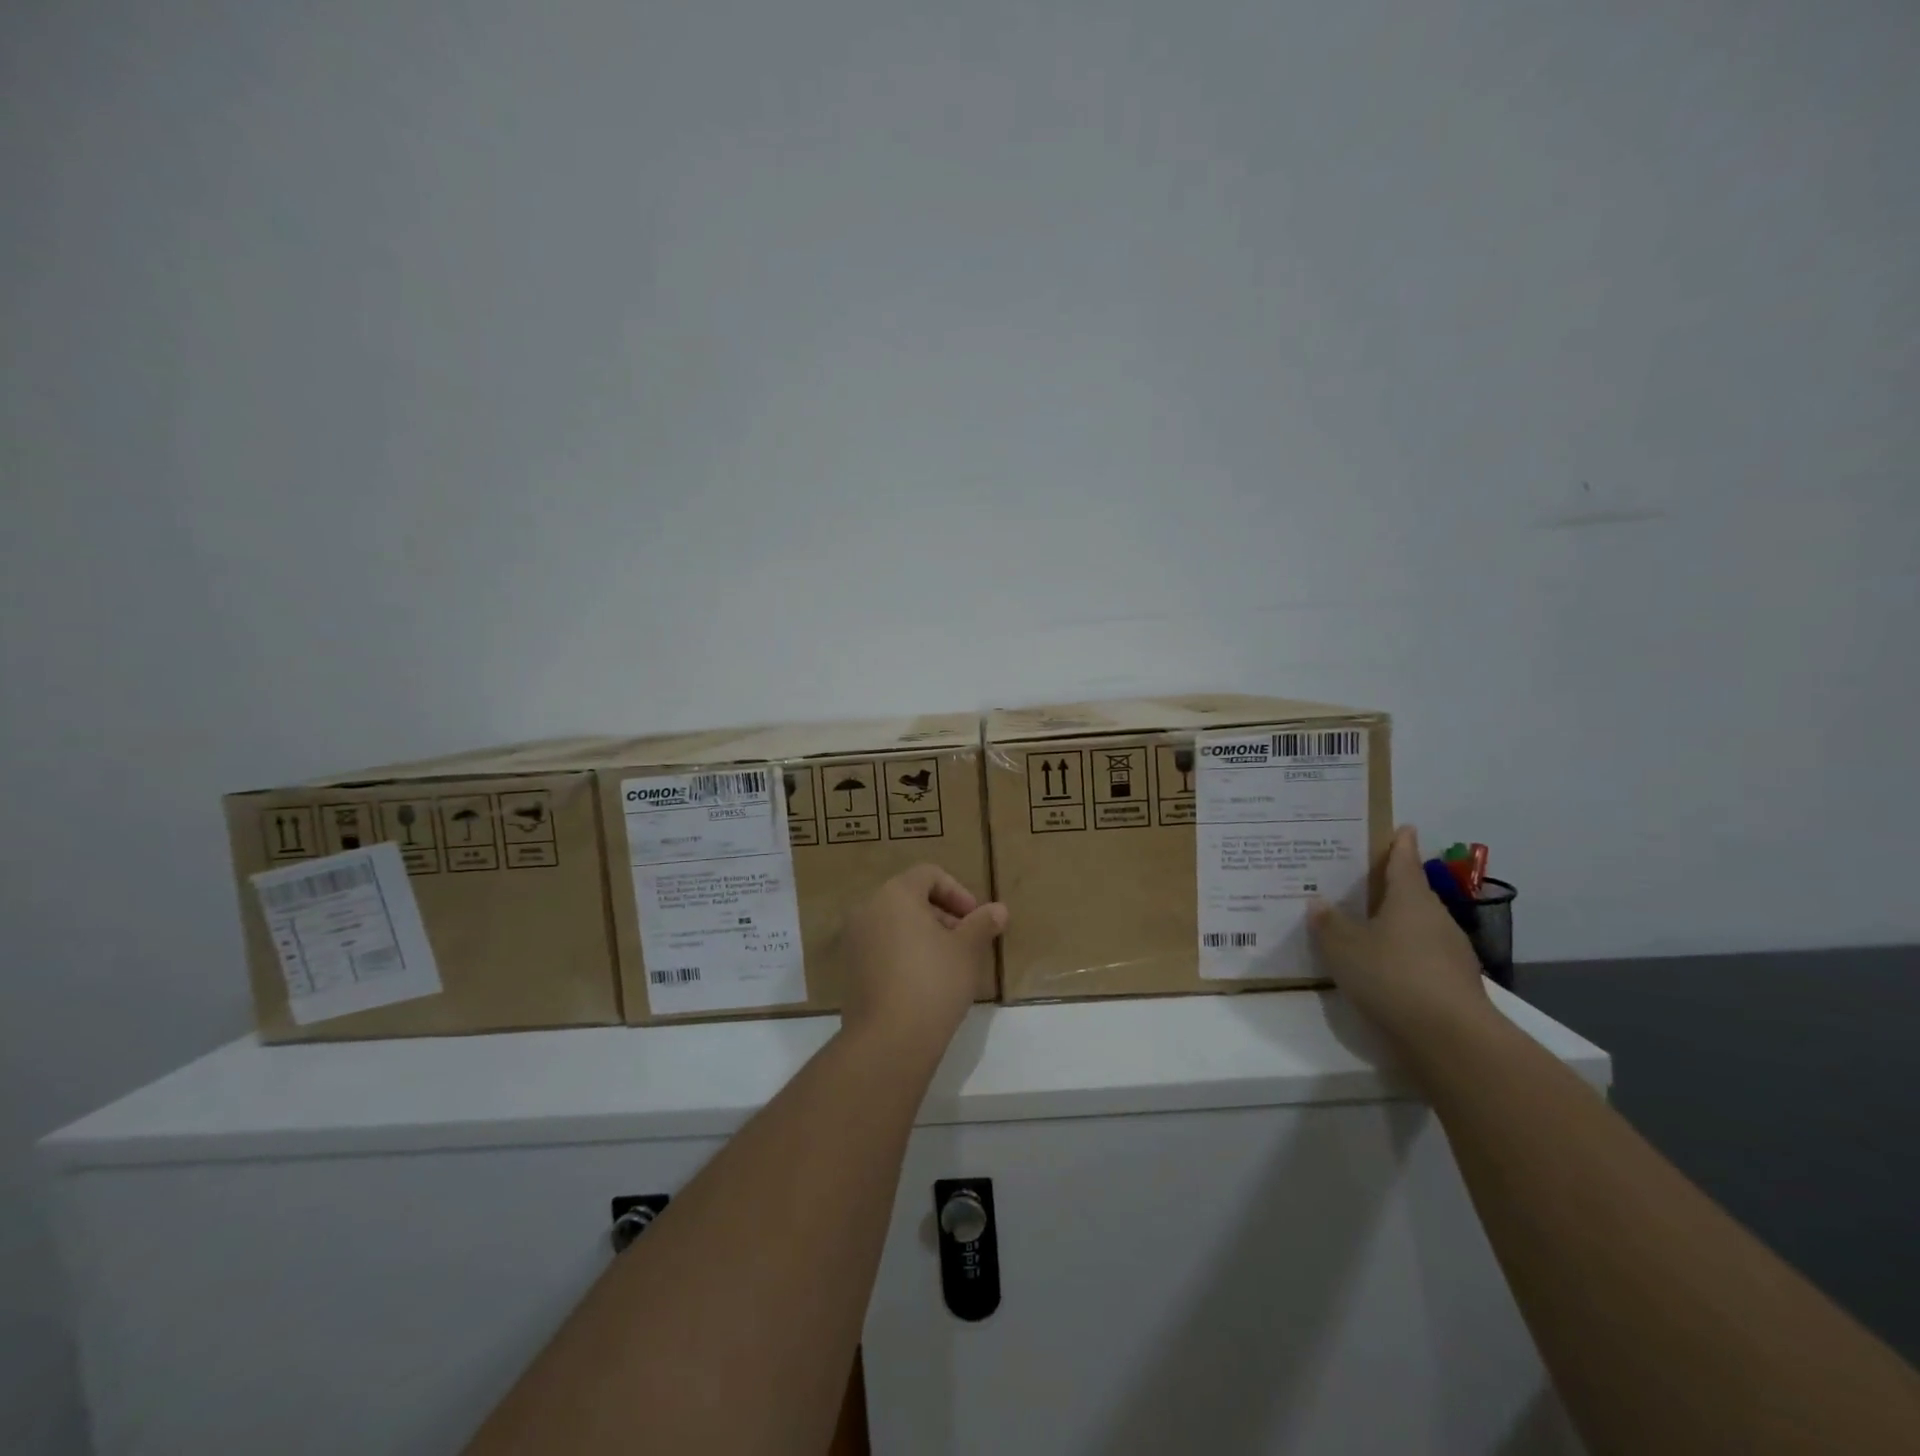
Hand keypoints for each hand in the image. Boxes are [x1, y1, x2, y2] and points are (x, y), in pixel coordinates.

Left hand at [840, 865, 1007, 1057]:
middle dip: (943, 915)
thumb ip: (983, 923)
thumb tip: (999, 910)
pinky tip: (925, 982)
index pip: (929, 875)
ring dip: (925, 935)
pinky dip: (905, 953)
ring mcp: (854, 940)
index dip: (958, 892)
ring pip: (896, 923)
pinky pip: (882, 947)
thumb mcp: (968, 950)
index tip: (976, 919)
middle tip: (967, 942)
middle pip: (911, 898)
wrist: (889, 1040)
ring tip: (949, 964)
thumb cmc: (934, 982)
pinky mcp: (850, 969)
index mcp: (895, 894)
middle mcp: (868, 909)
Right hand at [1308, 826, 1494, 1065]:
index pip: (1405, 861)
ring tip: (1362, 926)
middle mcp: (1435, 918)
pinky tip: (1380, 968)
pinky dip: (1402, 956)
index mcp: (1411, 898)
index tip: (1402, 828)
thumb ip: (1329, 923)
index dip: (1400, 844)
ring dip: (1395, 925)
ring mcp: (1450, 953)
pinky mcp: (1453, 985)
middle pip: (1412, 894)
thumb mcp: (1344, 947)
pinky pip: (1421, 958)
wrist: (1451, 1040)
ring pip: (1417, 928)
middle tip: (1359, 881)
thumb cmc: (1392, 976)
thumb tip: (1318, 901)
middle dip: (1390, 887)